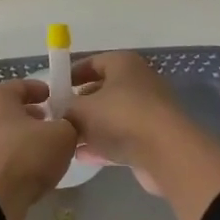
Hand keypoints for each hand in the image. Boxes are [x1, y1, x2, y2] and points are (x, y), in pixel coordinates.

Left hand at [0, 79, 79, 219]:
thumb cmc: (25, 156)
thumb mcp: (62, 135)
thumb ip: (69, 124)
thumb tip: (67, 126)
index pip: (23, 85)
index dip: (43, 90)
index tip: (59, 99)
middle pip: (13, 110)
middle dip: (34, 116)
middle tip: (55, 124)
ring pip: (7, 134)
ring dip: (26, 139)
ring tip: (48, 150)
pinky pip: (2, 156)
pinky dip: (17, 158)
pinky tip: (34, 170)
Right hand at [65, 51, 197, 174]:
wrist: (167, 154)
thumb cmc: (120, 118)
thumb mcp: (81, 110)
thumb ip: (65, 107)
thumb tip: (58, 110)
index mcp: (123, 63)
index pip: (91, 63)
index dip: (70, 75)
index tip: (52, 91)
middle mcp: (138, 81)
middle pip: (102, 90)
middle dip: (79, 105)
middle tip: (58, 119)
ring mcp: (148, 110)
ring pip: (112, 116)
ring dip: (90, 128)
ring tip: (67, 141)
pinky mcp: (153, 137)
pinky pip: (122, 137)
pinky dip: (104, 144)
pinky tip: (83, 157)